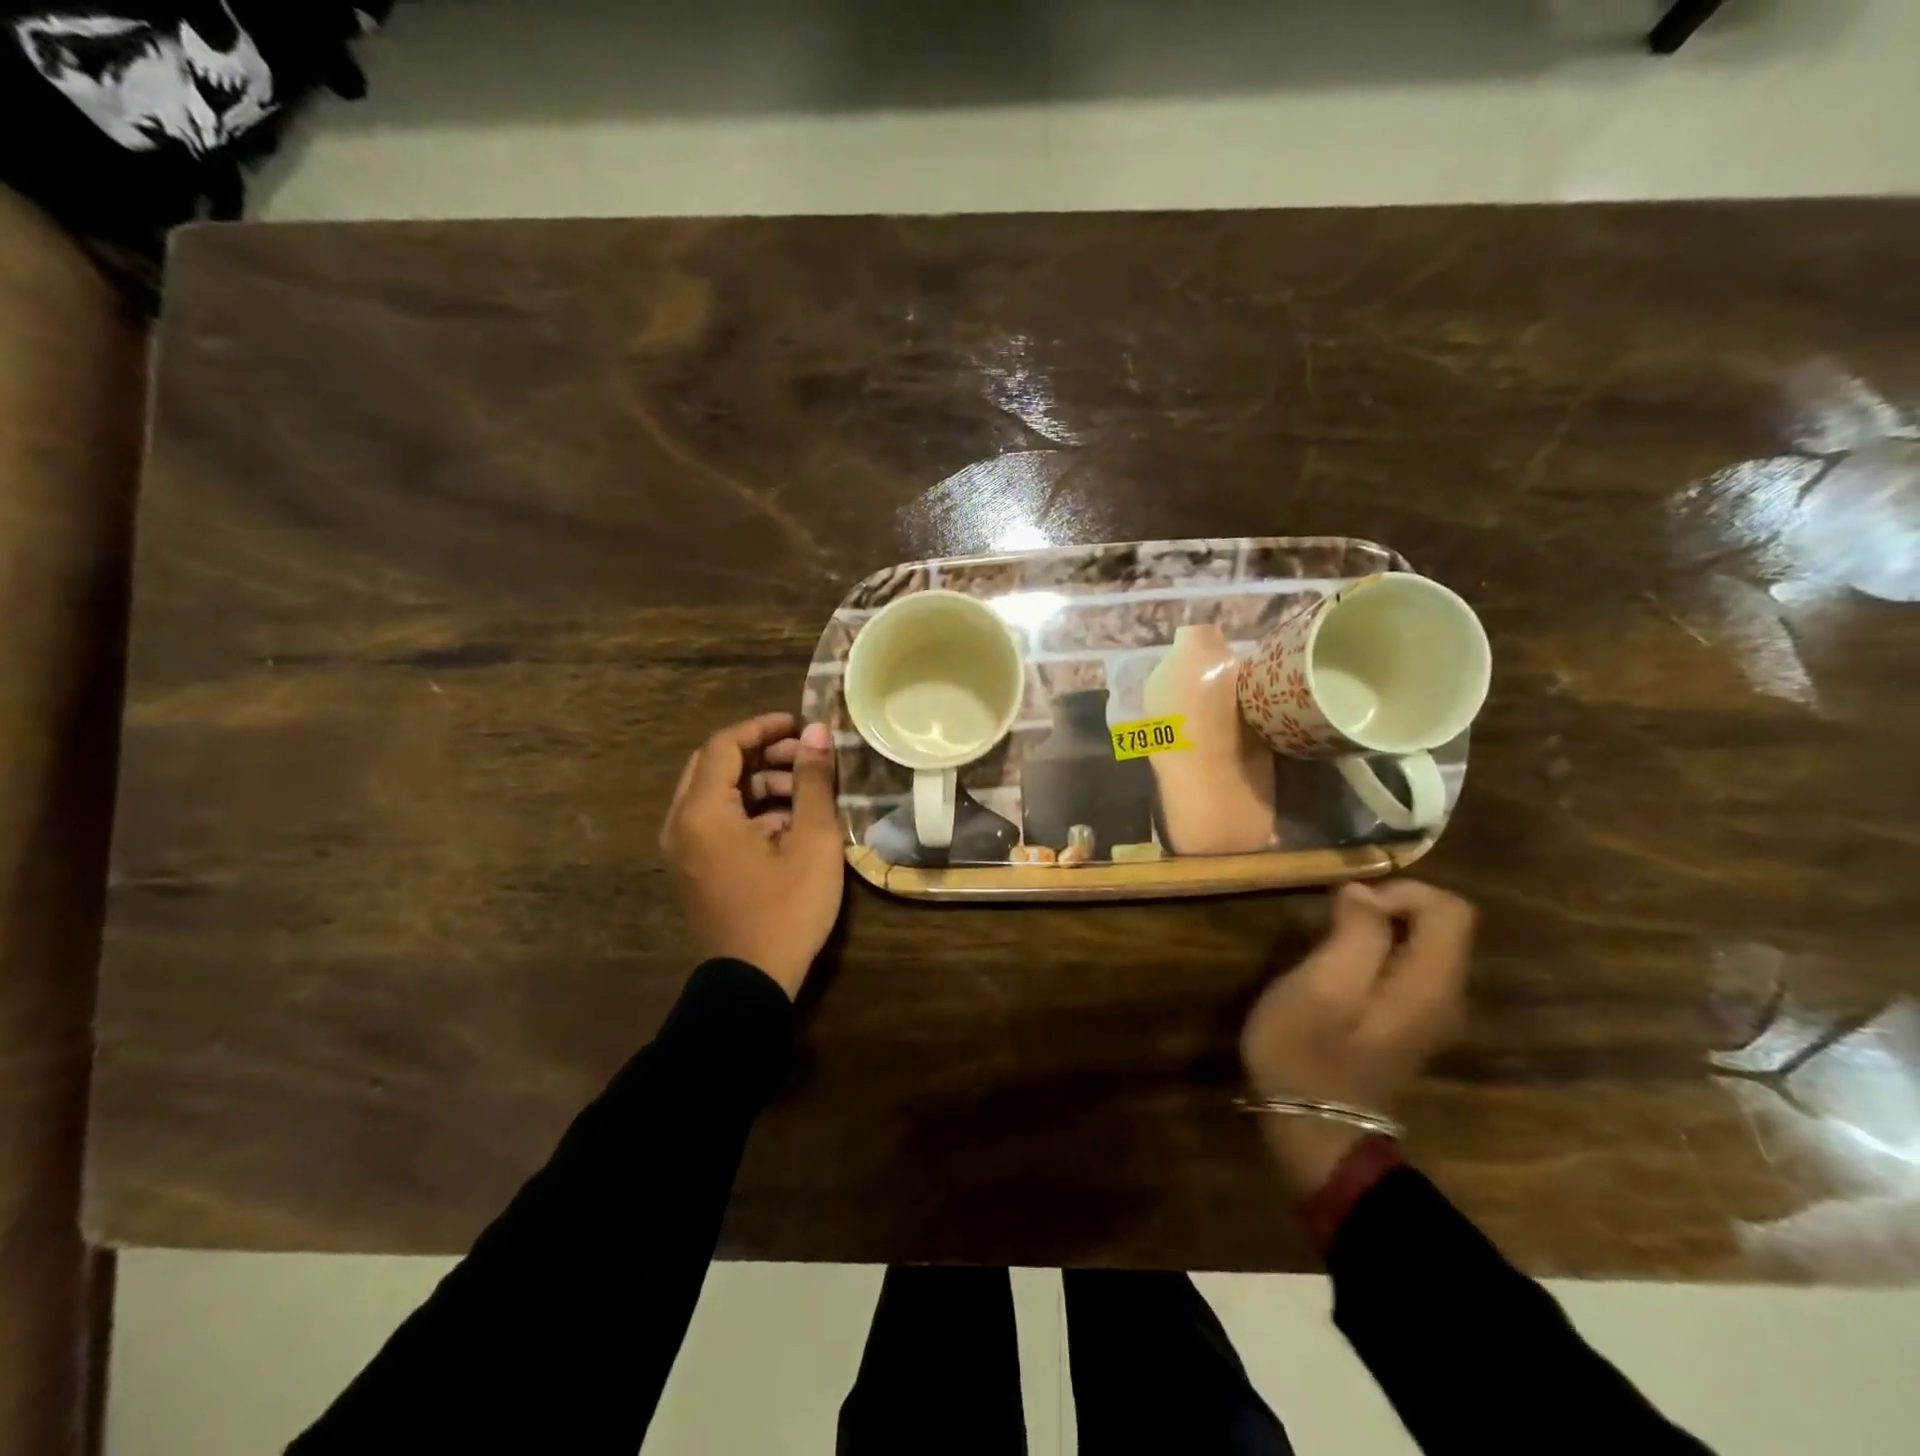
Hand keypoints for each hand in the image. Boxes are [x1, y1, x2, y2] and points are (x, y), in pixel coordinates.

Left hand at [660, 712, 844, 997]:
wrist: (752, 983)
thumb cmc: (786, 908)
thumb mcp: (812, 841)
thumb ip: (813, 781)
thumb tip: (817, 732)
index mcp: (702, 812)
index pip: (724, 746)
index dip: (762, 728)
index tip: (799, 725)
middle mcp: (681, 824)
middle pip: (715, 766)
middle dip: (761, 754)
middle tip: (802, 757)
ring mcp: (683, 850)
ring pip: (716, 794)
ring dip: (757, 784)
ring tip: (804, 795)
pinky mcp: (693, 869)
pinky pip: (715, 822)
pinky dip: (748, 811)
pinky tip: (788, 826)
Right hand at [1240, 879, 1474, 1194]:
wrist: (1313, 1129)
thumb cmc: (1307, 1053)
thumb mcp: (1320, 985)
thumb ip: (1354, 934)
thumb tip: (1364, 892)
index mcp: (1430, 984)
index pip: (1450, 909)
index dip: (1401, 891)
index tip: (1349, 904)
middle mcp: (1446, 996)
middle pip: (1441, 924)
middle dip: (1387, 908)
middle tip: (1330, 923)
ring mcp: (1431, 1014)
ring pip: (1423, 945)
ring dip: (1378, 930)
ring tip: (1328, 943)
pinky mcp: (1409, 1024)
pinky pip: (1408, 967)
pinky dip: (1377, 953)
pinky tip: (1337, 970)